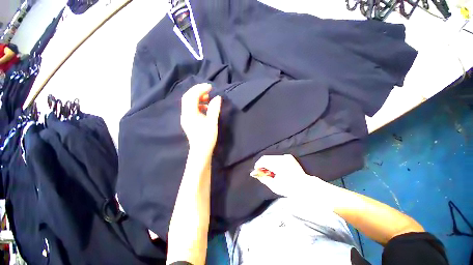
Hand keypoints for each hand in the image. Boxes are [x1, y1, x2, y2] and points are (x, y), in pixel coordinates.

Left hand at [181, 83, 221, 155]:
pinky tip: (205, 107)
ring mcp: (185, 117)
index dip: (200, 89)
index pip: (191, 96)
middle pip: (188, 97)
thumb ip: (214, 109)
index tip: (210, 87)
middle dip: (198, 91)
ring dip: (197, 97)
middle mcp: (185, 114)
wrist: (201, 151)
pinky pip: (191, 108)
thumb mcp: (212, 122)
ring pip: (189, 102)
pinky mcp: (188, 120)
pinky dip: (198, 104)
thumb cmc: (207, 137)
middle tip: (209, 89)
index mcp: (190, 113)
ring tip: (208, 98)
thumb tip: (217, 97)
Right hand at [251, 154, 328, 197]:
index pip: (264, 160)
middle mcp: (282, 158)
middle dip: (262, 164)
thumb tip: (255, 174)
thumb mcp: (274, 186)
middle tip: (261, 171)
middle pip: (267, 157)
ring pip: (272, 157)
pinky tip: (275, 169)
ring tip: (268, 171)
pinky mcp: (289, 157)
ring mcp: (287, 157)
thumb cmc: (289, 188)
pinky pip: (278, 158)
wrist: (305, 187)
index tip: (256, 170)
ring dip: (268, 163)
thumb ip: (263, 178)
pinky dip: (274, 162)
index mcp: (279, 164)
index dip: (258, 165)